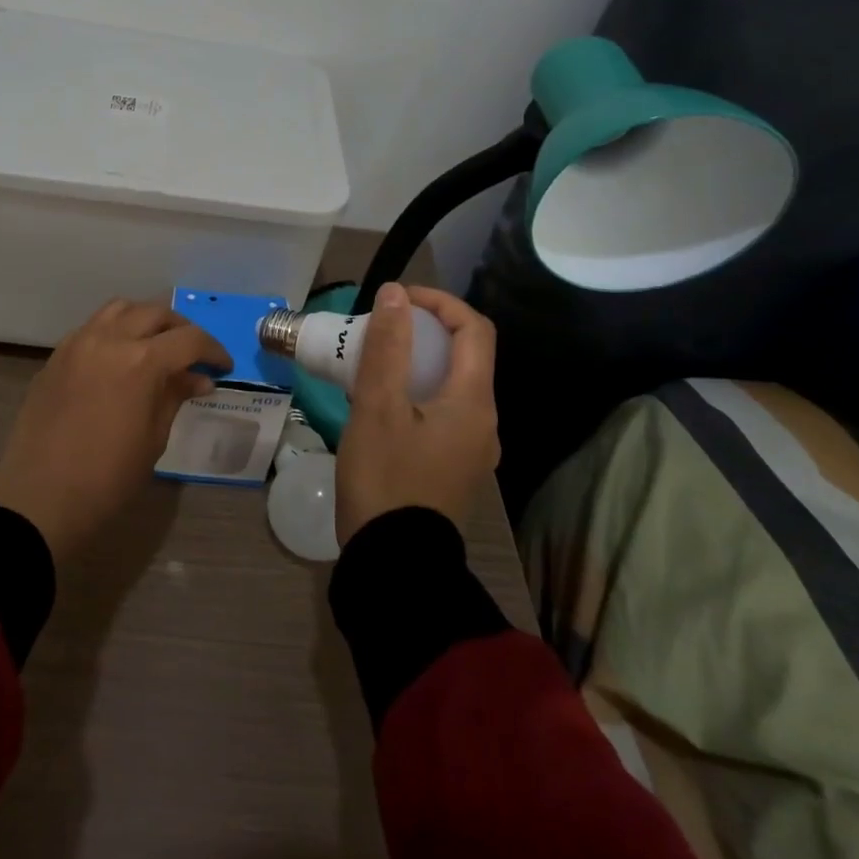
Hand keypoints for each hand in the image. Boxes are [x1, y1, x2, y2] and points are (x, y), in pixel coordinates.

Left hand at [0, 299, 232, 559]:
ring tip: (156, 346)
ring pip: (120, 309)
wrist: (39, 499)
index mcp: (141, 361)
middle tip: (193, 355)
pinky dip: (114, 330)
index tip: (222, 367)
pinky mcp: (57, 355)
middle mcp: (110, 339)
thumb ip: (175, 397)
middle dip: (181, 330)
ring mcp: (78, 343)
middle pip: (155, 313)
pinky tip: (120, 357)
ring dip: (145, 320)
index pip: (189, 339)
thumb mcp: (153, 439)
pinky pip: (92, 327)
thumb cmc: (106, 479)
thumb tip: (197, 379)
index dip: (213, 350)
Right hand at [335, 283, 499, 544]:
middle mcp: (484, 422)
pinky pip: (442, 412)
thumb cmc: (386, 478)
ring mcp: (472, 448)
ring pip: (451, 385)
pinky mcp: (454, 467)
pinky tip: (380, 403)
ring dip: (418, 361)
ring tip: (374, 361)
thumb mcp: (377, 406)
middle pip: (465, 355)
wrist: (394, 565)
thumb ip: (388, 346)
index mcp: (474, 402)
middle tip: (381, 328)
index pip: (474, 329)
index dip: (440, 302)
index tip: (398, 298)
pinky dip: (417, 391)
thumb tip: (396, 293)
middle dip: (424, 330)